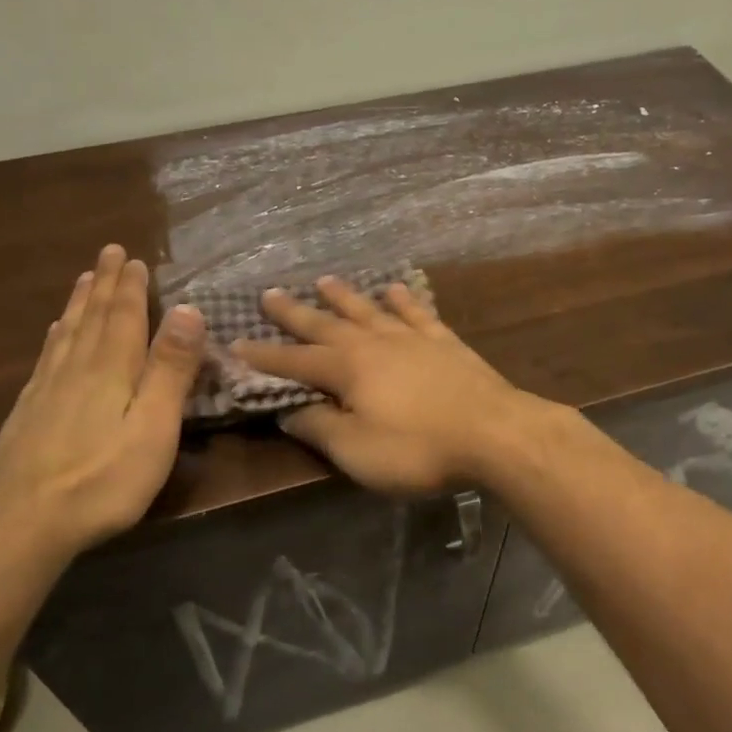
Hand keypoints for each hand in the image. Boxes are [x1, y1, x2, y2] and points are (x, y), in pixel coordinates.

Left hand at [0, 245, 204, 564]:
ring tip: (84, 279)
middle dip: (104, 283)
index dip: (130, 287)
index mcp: (111, 369)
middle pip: (92, 317)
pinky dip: (55, 335)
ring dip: (79, 302)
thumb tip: (188, 309)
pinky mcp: (28, 412)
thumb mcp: (154, 427)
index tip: (133, 258)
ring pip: (66, 333)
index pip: (123, 317)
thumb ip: (170, 369)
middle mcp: (76, 368)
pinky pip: (46, 357)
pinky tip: (54, 333)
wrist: (24, 523)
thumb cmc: (104, 479)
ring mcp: (46, 389)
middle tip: (109, 252)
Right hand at [232, 276, 541, 495]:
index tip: (236, 344)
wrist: (495, 433)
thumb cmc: (419, 449)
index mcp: (347, 369)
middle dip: (295, 312)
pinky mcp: (444, 341)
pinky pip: (416, 312)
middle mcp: (374, 343)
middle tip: (270, 293)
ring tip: (324, 280)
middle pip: (326, 324)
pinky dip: (403, 299)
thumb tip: (288, 411)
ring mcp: (411, 337)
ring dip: (344, 296)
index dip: (264, 355)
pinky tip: (396, 288)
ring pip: (369, 309)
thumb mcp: (357, 451)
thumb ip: (319, 428)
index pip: (294, 360)